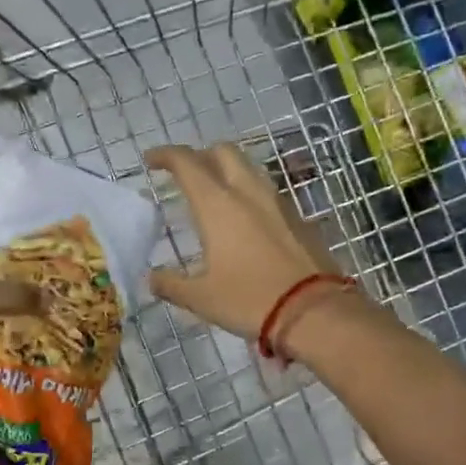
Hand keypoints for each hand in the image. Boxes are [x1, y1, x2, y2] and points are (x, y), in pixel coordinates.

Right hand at [144, 143, 346, 340]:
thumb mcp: (201, 298)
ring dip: (227, 172)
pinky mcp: (298, 218)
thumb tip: (151, 278)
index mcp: (218, 205)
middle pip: (223, 152)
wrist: (315, 312)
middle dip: (200, 155)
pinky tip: (244, 220)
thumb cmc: (250, 300)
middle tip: (185, 175)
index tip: (151, 160)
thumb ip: (170, 284)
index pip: (187, 163)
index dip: (166, 155)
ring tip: (214, 195)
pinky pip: (267, 193)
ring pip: (249, 169)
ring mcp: (278, 202)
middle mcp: (248, 192)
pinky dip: (249, 194)